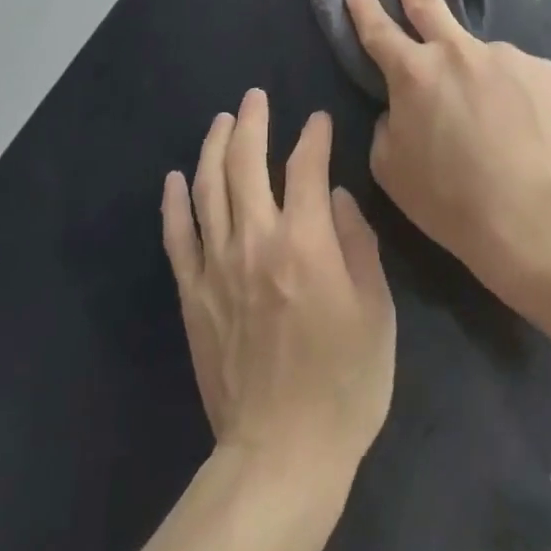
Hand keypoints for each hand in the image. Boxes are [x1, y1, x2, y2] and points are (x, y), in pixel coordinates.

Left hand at [162, 90, 395, 489]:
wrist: (281, 453)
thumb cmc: (344, 385)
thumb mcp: (376, 313)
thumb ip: (358, 245)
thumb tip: (338, 197)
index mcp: (305, 242)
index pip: (307, 168)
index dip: (314, 137)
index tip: (318, 121)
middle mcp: (255, 241)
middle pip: (247, 163)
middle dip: (253, 122)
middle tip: (255, 97)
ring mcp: (216, 266)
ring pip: (208, 188)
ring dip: (213, 147)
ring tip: (221, 121)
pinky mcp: (192, 294)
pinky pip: (177, 236)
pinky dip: (174, 202)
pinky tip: (174, 177)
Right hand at [345, 0, 550, 293]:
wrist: (531, 216)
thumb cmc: (449, 199)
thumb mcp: (390, 169)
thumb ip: (388, 126)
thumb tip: (401, 108)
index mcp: (413, 73)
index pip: (378, 31)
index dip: (364, 8)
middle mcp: (457, 52)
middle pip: (427, 5)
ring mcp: (506, 56)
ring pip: (481, 58)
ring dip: (477, 76)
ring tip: (492, 121)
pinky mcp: (545, 72)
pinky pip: (519, 79)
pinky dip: (514, 97)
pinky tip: (523, 128)